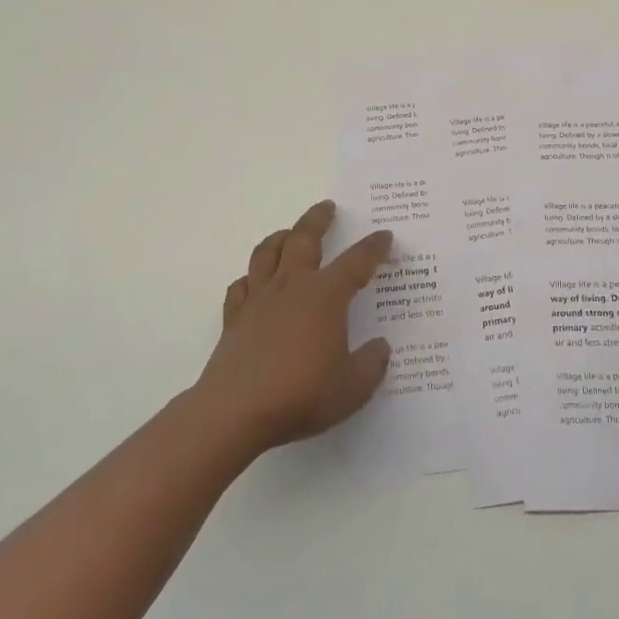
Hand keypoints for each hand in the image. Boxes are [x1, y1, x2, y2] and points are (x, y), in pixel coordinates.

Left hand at [193, 200, 393, 457]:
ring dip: (281, 237)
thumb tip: (380, 347)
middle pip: (304, 239)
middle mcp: (292, 286)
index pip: (356, 261)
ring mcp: (259, 299)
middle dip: (318, 220)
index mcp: (326, 295)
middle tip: (327, 207)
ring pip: (268, 253)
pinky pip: (241, 286)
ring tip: (289, 233)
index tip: (384, 236)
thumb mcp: (352, 388)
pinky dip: (250, 278)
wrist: (235, 411)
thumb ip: (371, 364)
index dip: (373, 247)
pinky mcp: (234, 318)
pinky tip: (254, 283)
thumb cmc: (302, 394)